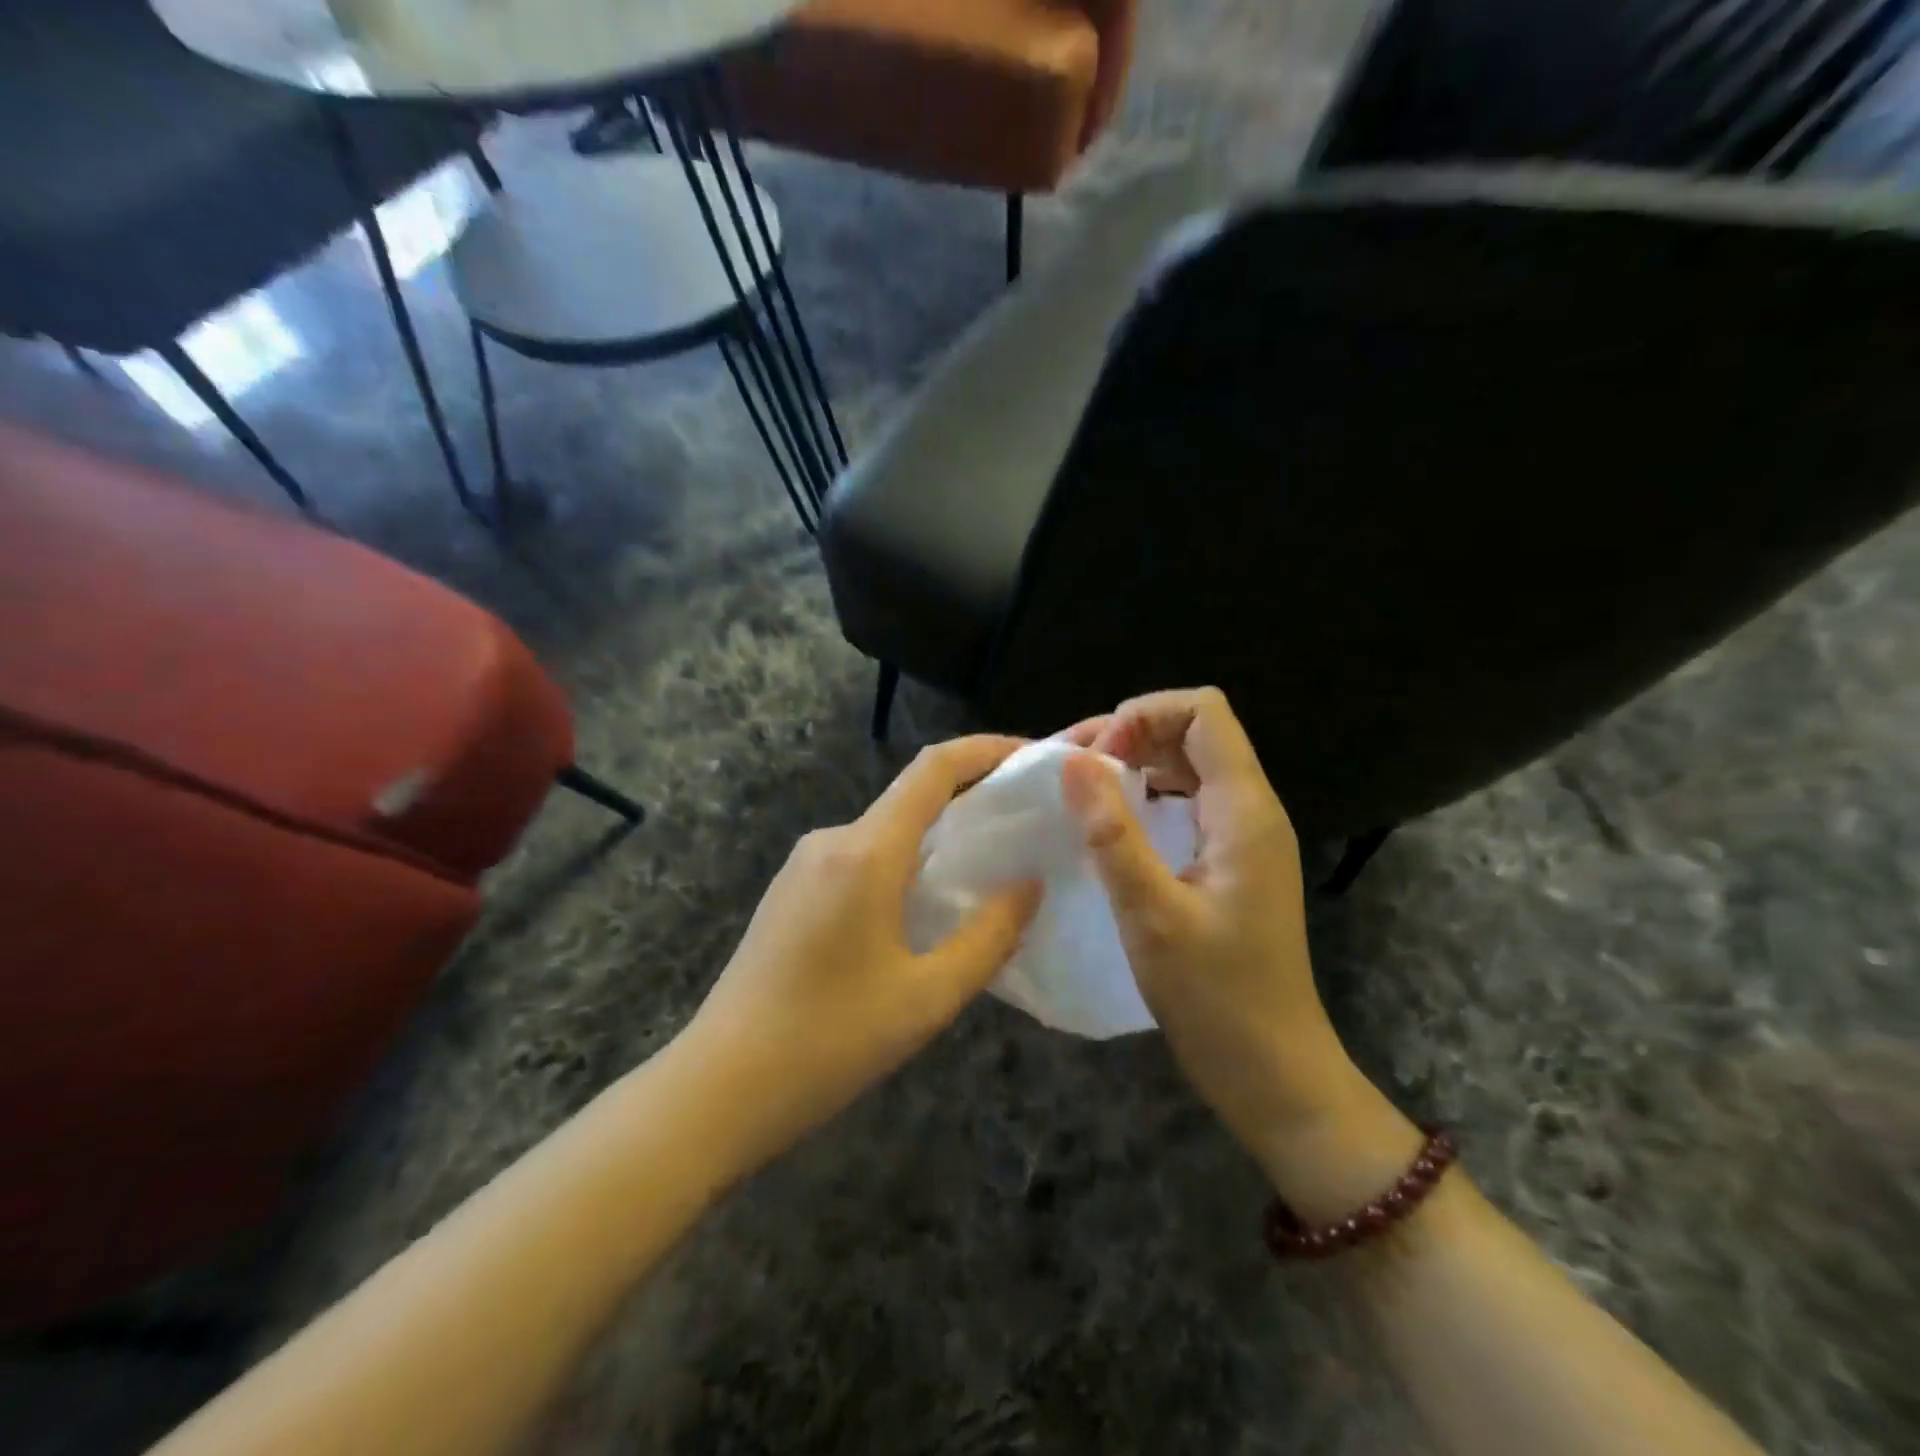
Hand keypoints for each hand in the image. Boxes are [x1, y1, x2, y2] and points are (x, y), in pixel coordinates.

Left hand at [684, 736, 1040, 1171]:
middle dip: (970, 800)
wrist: (718, 1088)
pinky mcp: (790, 891)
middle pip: (911, 797)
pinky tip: (921, 911)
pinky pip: (860, 859)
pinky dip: (902, 866)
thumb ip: (988, 936)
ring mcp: (803, 865)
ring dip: (935, 840)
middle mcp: (831, 841)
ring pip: (885, 832)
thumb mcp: (927, 998)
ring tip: (983, 875)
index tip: (1030, 757)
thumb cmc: (829, 1042)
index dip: (986, 750)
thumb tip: (1029, 886)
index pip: (934, 769)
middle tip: (1024, 827)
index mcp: (866, 852)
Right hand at [1061, 689, 1416, 1216]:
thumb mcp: (1151, 914)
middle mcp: (1251, 809)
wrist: (1273, 1071)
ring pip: (1189, 763)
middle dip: (1131, 732)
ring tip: (1084, 789)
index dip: (1143, 715)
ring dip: (1136, 761)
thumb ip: (1111, 832)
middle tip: (1074, 770)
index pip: (1204, 710)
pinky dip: (1147, 793)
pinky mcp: (1231, 860)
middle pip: (1194, 730)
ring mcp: (1244, 835)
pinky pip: (1188, 799)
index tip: (1095, 759)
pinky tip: (1114, 823)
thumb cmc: (1216, 998)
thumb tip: (1072, 760)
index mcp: (1244, 810)